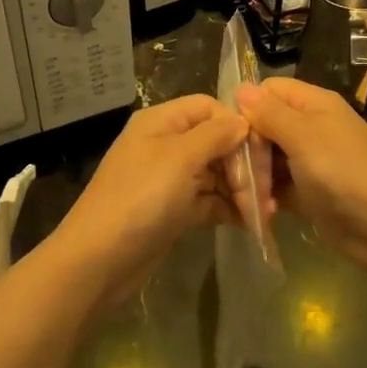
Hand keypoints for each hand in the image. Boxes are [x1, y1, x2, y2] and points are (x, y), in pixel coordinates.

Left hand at [47, 95, 248, 306]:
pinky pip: (208, 201)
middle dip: (243, 163)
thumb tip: (242, 120)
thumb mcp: (181, 158)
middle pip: (215, 141)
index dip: (236, 124)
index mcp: (162, 122)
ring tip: (266, 212)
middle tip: (267, 190)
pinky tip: (252, 224)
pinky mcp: (173, 210)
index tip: (262, 151)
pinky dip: (229, 209)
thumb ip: (215, 135)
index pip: (209, 108)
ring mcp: (169, 179)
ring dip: (241, 190)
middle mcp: (166, 144)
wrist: (99, 259)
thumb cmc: (141, 198)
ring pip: (215, 174)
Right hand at [235, 78, 366, 274]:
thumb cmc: (344, 172)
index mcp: (314, 104)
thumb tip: (240, 88)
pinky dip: (267, 197)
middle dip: (248, 148)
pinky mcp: (309, 193)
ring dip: (255, 176)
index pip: (269, 90)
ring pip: (269, 158)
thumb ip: (270, 113)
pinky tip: (259, 211)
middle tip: (238, 174)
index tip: (232, 134)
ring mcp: (311, 161)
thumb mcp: (303, 136)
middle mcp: (311, 127)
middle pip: (265, 125)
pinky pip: (278, 187)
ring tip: (247, 197)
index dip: (248, 107)